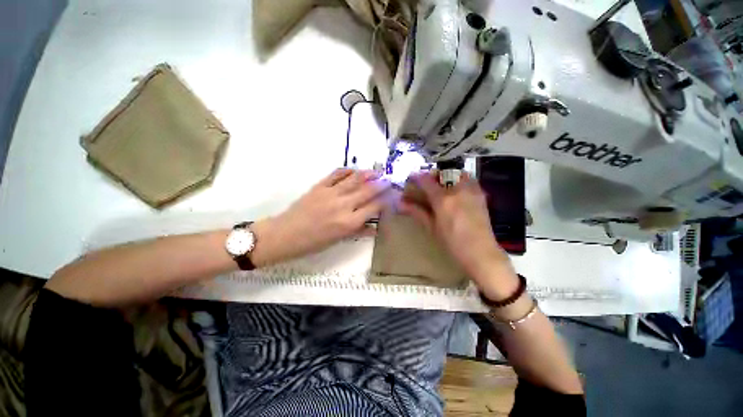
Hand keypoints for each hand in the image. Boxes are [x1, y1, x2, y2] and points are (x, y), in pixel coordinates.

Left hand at [251, 169, 389, 266]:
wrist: (285, 235)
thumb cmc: (313, 243)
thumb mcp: (338, 240)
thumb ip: (358, 232)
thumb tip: (375, 228)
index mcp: (349, 223)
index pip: (374, 207)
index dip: (385, 200)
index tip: (392, 196)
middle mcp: (343, 206)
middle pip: (368, 191)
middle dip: (382, 184)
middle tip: (390, 180)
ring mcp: (331, 193)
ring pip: (354, 179)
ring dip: (368, 174)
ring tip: (377, 172)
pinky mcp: (319, 186)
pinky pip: (337, 174)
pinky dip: (348, 170)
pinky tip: (355, 171)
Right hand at [399, 171, 518, 299]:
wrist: (480, 252)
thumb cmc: (452, 242)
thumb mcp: (432, 227)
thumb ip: (417, 212)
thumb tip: (401, 203)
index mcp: (443, 200)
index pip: (426, 181)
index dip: (417, 177)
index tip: (412, 178)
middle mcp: (458, 190)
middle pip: (443, 173)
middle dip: (433, 176)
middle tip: (428, 184)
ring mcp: (472, 190)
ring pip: (458, 173)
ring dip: (447, 176)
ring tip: (443, 186)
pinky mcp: (481, 194)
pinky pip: (469, 180)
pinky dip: (460, 181)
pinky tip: (456, 193)